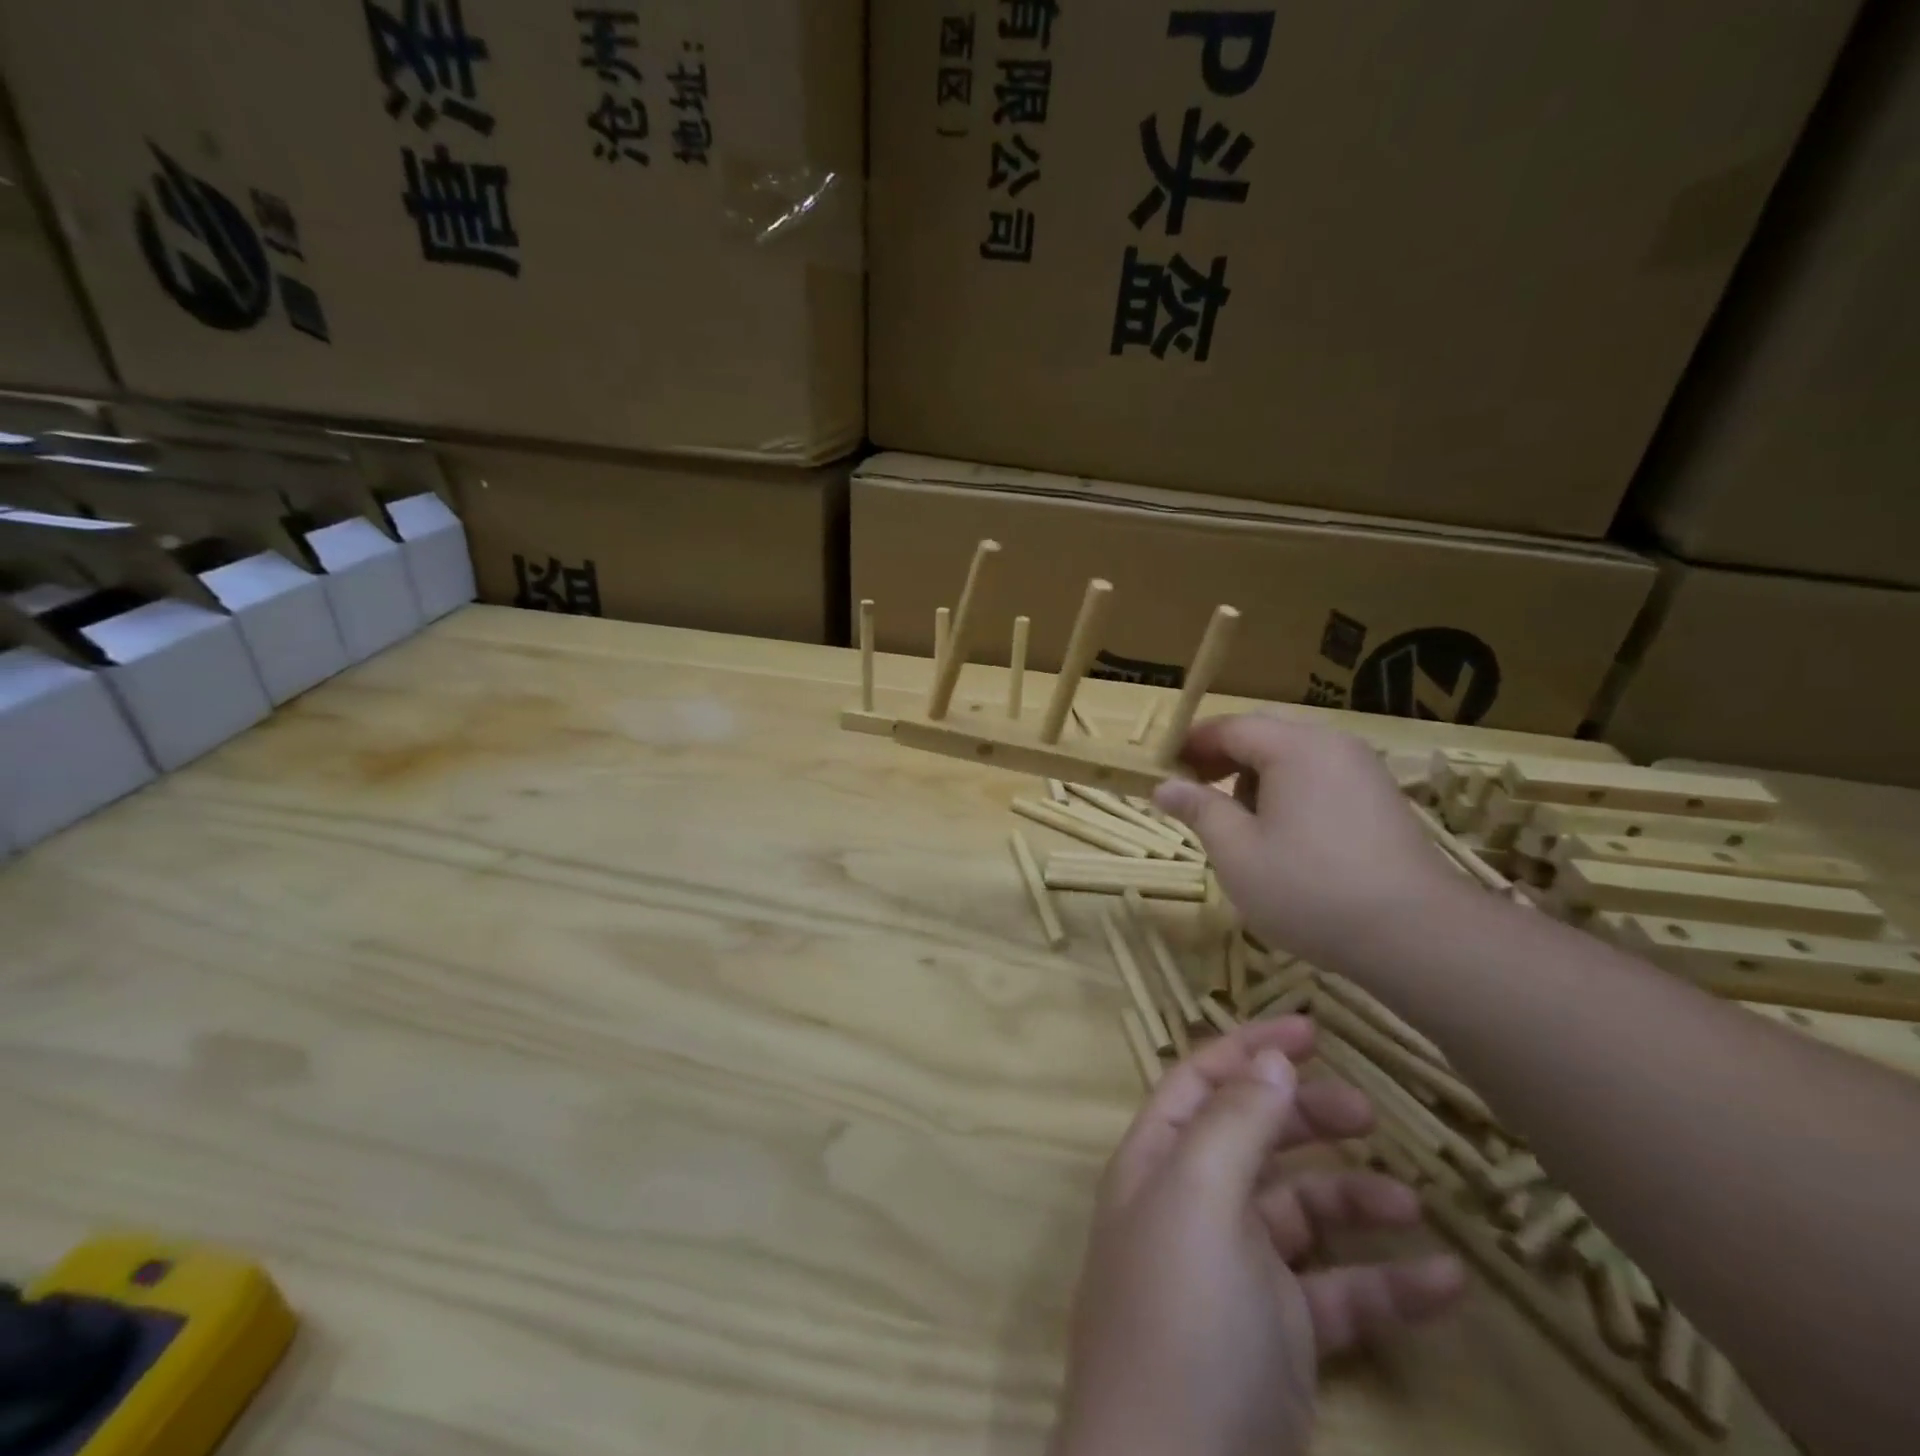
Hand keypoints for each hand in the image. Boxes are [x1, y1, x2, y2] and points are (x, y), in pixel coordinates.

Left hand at [1054, 1020, 1465, 1455]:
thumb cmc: (1180, 1322)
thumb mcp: (1199, 1201)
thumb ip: (1233, 1123)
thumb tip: (1269, 1056)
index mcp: (1158, 1162)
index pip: (1201, 1079)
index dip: (1250, 1044)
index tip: (1314, 1025)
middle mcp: (1191, 1206)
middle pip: (1252, 1136)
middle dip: (1304, 1115)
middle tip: (1368, 1112)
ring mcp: (1235, 1275)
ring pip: (1300, 1213)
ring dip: (1353, 1199)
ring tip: (1412, 1200)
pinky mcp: (1279, 1342)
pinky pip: (1338, 1296)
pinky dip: (1386, 1286)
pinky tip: (1446, 1284)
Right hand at [1153, 715, 1465, 966]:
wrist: (1418, 936)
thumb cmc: (1309, 889)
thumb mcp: (1237, 852)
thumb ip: (1199, 810)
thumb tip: (1163, 786)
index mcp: (1295, 747)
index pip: (1230, 726)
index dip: (1190, 745)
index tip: (1162, 772)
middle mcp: (1332, 745)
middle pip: (1263, 736)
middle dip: (1222, 762)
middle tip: (1194, 797)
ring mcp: (1363, 771)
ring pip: (1293, 759)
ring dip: (1255, 780)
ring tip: (1239, 826)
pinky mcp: (1380, 800)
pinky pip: (1320, 780)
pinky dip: (1289, 795)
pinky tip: (1285, 839)